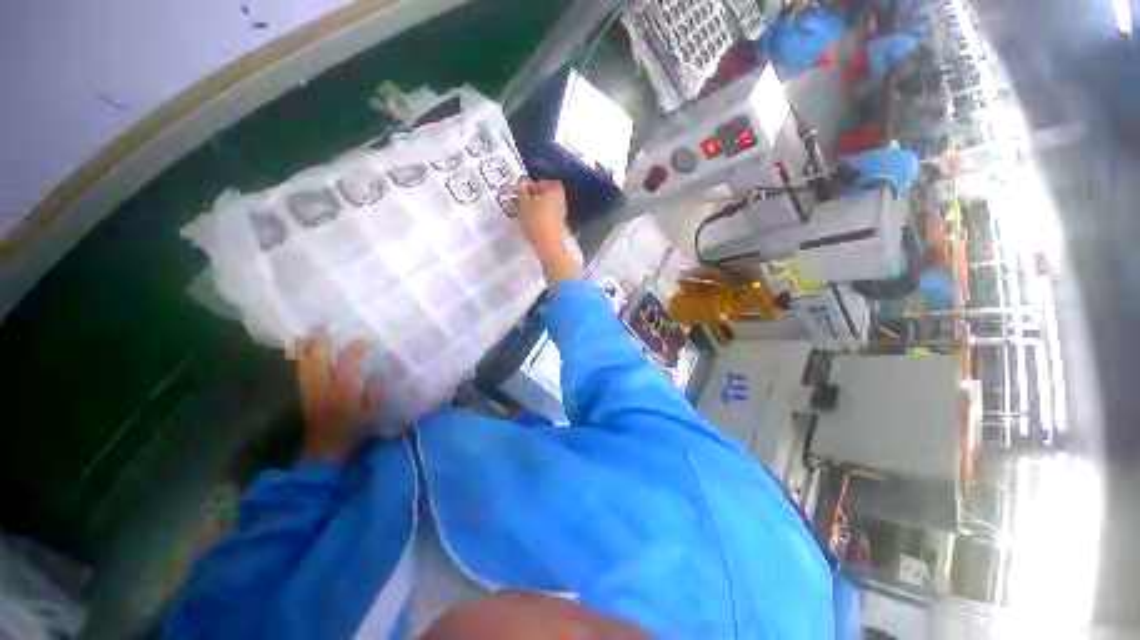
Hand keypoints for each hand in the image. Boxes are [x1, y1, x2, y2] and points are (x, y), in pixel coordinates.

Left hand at [294, 329, 380, 462]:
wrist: (324, 451)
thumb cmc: (352, 433)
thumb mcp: (370, 415)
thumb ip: (374, 393)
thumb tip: (377, 373)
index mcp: (342, 390)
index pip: (347, 362)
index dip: (355, 348)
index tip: (365, 339)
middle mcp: (322, 386)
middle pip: (317, 357)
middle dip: (320, 339)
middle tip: (326, 324)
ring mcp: (309, 389)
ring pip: (303, 361)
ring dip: (307, 345)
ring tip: (312, 331)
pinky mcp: (303, 393)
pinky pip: (300, 369)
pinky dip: (300, 356)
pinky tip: (302, 349)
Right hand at [515, 179, 580, 286]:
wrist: (549, 246)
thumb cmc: (536, 221)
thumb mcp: (524, 204)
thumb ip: (521, 191)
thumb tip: (520, 182)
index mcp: (555, 191)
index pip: (546, 182)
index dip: (535, 185)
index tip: (524, 191)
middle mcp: (561, 201)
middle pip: (548, 195)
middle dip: (535, 197)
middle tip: (522, 202)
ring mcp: (561, 215)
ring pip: (548, 207)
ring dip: (537, 208)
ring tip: (524, 214)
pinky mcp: (559, 227)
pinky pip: (548, 217)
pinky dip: (540, 218)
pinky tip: (531, 224)